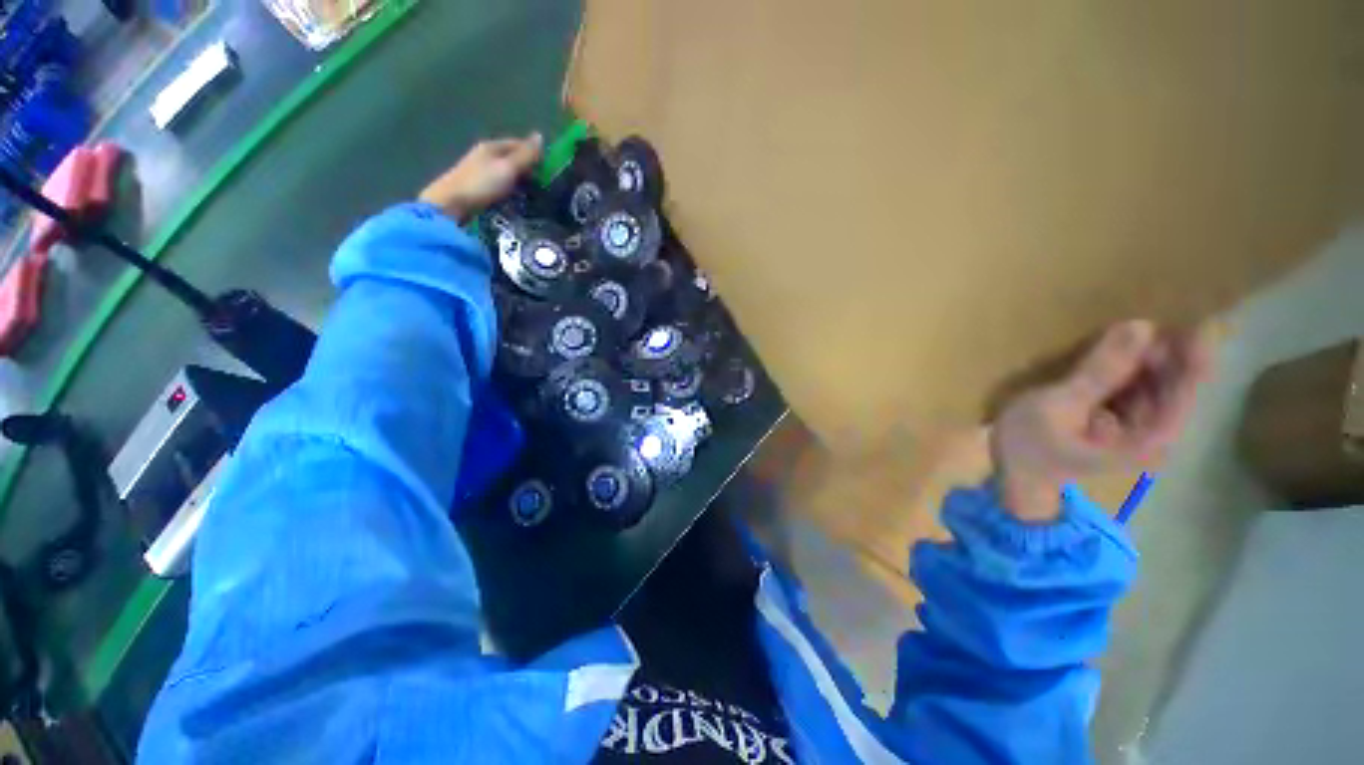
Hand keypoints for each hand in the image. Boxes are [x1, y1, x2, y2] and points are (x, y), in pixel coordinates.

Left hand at [418, 133, 542, 222]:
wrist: (451, 204)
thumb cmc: (482, 184)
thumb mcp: (507, 168)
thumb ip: (524, 155)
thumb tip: (540, 135)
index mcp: (492, 146)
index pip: (518, 144)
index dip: (534, 154)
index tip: (549, 170)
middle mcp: (485, 155)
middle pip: (512, 159)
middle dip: (528, 169)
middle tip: (544, 186)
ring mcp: (480, 171)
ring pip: (506, 173)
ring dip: (520, 182)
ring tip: (533, 196)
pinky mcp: (478, 187)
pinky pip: (500, 185)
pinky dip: (510, 190)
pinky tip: (516, 201)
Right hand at [991, 320, 1212, 522]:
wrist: (1013, 471)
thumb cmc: (1030, 445)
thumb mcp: (1058, 406)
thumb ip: (1099, 371)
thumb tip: (1140, 326)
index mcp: (1148, 440)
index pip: (1185, 392)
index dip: (1192, 356)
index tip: (1189, 321)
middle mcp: (1155, 434)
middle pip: (1175, 384)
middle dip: (1165, 351)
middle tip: (1144, 318)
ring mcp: (1139, 426)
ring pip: (1158, 382)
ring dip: (1147, 355)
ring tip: (1131, 327)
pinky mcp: (1122, 418)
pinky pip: (1137, 386)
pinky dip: (1130, 365)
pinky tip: (1117, 347)